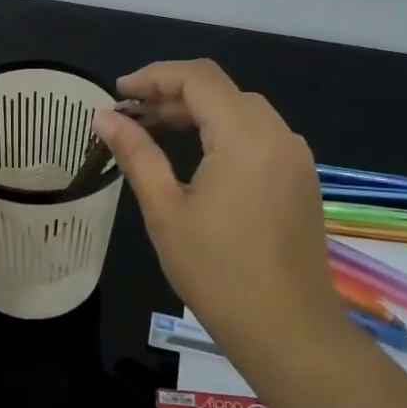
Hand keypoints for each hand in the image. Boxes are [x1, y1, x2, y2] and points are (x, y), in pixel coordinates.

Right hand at [93, 60, 350, 369]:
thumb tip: (105, 118)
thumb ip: (137, 154)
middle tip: (131, 116)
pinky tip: (197, 157)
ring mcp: (295, 157)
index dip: (154, 76)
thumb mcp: (166, 210)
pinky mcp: (301, 179)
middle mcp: (278, 135)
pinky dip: (223, 132)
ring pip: (242, 111)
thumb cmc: (218, 272)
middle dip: (173, 93)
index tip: (119, 93)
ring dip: (198, 112)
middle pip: (221, 90)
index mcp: (245, 136)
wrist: (288, 331)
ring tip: (156, 131)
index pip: (198, 78)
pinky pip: (259, 135)